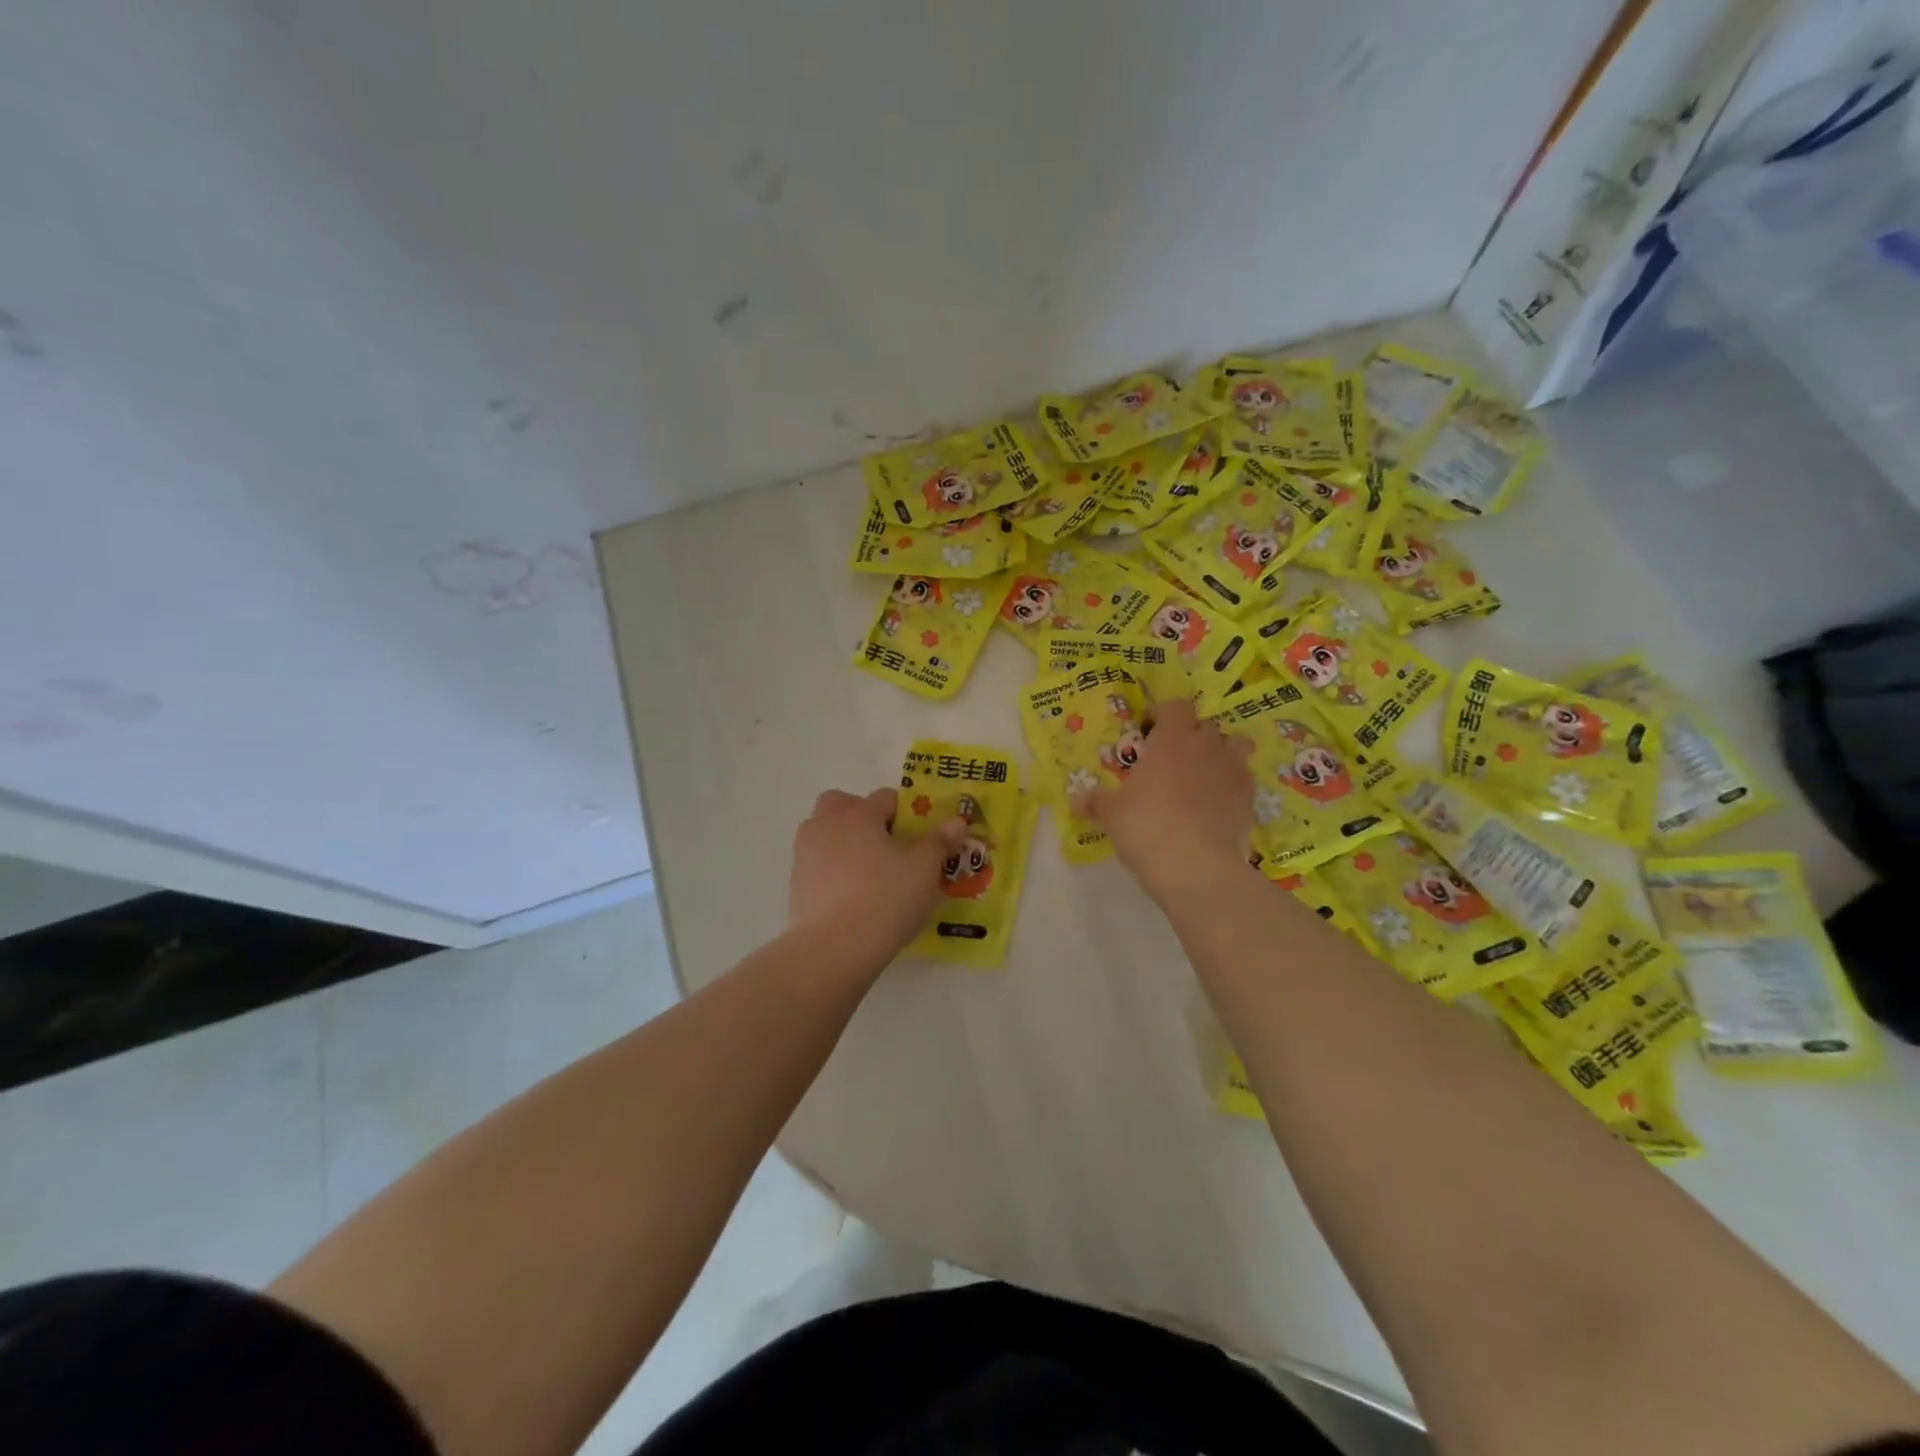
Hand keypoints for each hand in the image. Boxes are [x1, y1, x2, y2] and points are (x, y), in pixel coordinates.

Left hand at [788, 788, 967, 962]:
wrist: (834, 948)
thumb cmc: (886, 898)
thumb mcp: (924, 869)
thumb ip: (940, 841)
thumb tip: (957, 820)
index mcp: (859, 813)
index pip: (885, 797)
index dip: (906, 813)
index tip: (919, 837)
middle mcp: (827, 824)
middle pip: (841, 804)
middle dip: (861, 815)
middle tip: (884, 844)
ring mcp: (805, 853)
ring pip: (824, 832)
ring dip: (842, 841)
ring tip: (867, 871)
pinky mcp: (795, 883)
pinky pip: (817, 863)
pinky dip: (832, 870)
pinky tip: (851, 895)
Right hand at [1073, 698, 1255, 903]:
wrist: (1195, 865)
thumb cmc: (1146, 827)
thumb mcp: (1111, 814)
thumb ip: (1095, 802)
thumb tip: (1075, 800)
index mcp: (1172, 739)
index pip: (1176, 706)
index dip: (1164, 714)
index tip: (1150, 731)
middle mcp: (1206, 745)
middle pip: (1205, 725)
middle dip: (1191, 736)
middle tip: (1172, 760)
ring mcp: (1233, 770)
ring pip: (1236, 745)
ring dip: (1221, 753)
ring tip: (1204, 775)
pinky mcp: (1250, 797)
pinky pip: (1244, 778)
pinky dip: (1233, 784)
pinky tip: (1218, 804)